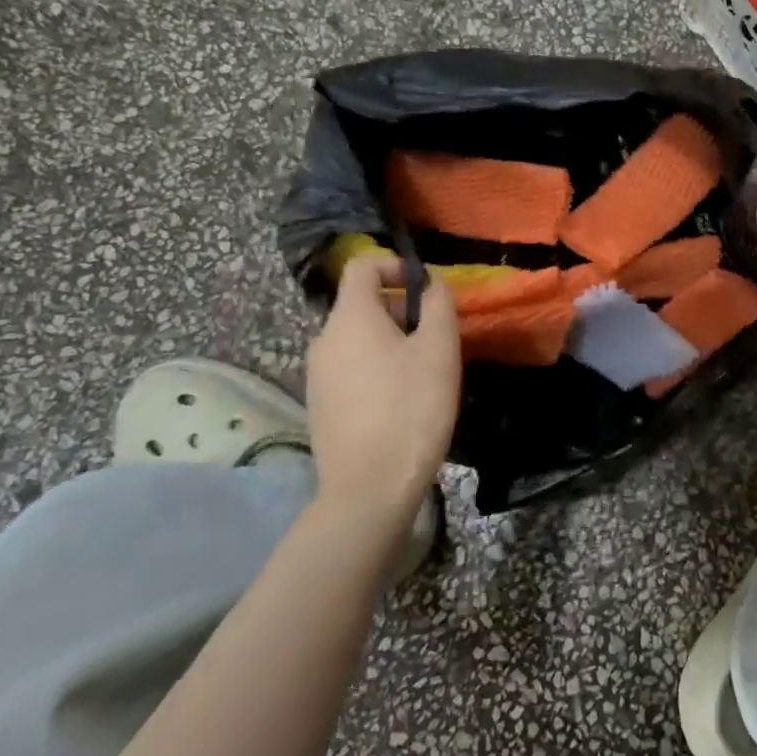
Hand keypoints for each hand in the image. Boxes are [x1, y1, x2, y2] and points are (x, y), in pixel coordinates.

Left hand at [306, 254, 460, 510]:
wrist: (368, 490)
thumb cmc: (411, 409)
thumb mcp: (439, 350)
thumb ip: (439, 306)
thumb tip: (432, 285)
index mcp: (350, 318)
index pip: (362, 266)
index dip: (395, 266)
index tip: (426, 289)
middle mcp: (324, 339)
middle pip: (361, 303)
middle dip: (400, 308)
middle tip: (436, 337)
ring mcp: (317, 375)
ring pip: (357, 338)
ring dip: (391, 340)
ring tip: (423, 371)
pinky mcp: (320, 405)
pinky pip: (350, 367)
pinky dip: (376, 367)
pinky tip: (401, 400)